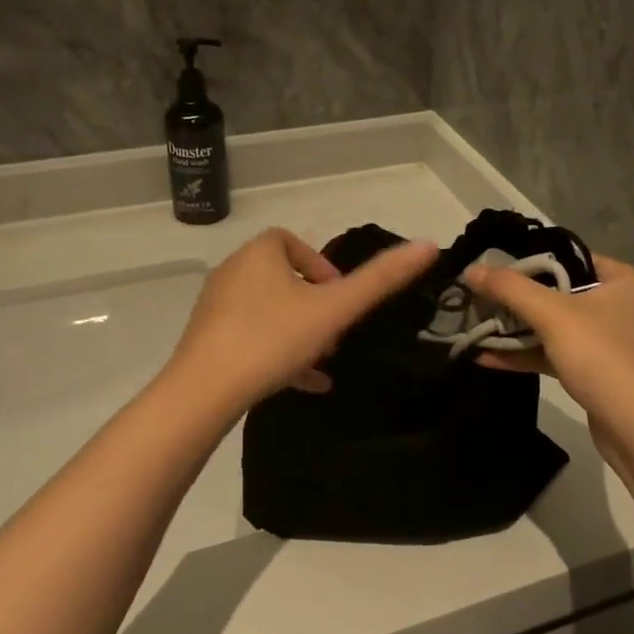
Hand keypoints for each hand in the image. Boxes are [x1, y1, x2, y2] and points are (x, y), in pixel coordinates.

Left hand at [168, 228, 438, 413]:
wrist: (204, 391)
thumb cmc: (273, 339)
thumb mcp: (334, 310)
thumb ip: (381, 280)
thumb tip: (429, 245)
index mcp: (259, 253)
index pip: (291, 242)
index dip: (320, 266)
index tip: (339, 298)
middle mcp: (233, 271)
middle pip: (282, 278)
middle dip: (313, 304)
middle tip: (335, 333)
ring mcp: (216, 307)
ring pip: (268, 311)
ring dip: (298, 331)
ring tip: (323, 361)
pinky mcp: (207, 339)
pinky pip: (250, 338)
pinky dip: (278, 353)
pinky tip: (304, 384)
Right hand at [464, 255, 633, 429]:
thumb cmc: (604, 358)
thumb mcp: (554, 316)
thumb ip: (510, 289)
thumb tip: (470, 270)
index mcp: (624, 281)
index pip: (569, 259)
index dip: (528, 261)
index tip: (490, 267)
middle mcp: (621, 306)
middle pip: (558, 293)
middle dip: (516, 299)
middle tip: (477, 297)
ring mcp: (610, 342)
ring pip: (554, 326)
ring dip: (516, 329)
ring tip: (474, 325)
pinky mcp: (598, 373)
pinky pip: (556, 353)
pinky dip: (526, 354)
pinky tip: (487, 357)